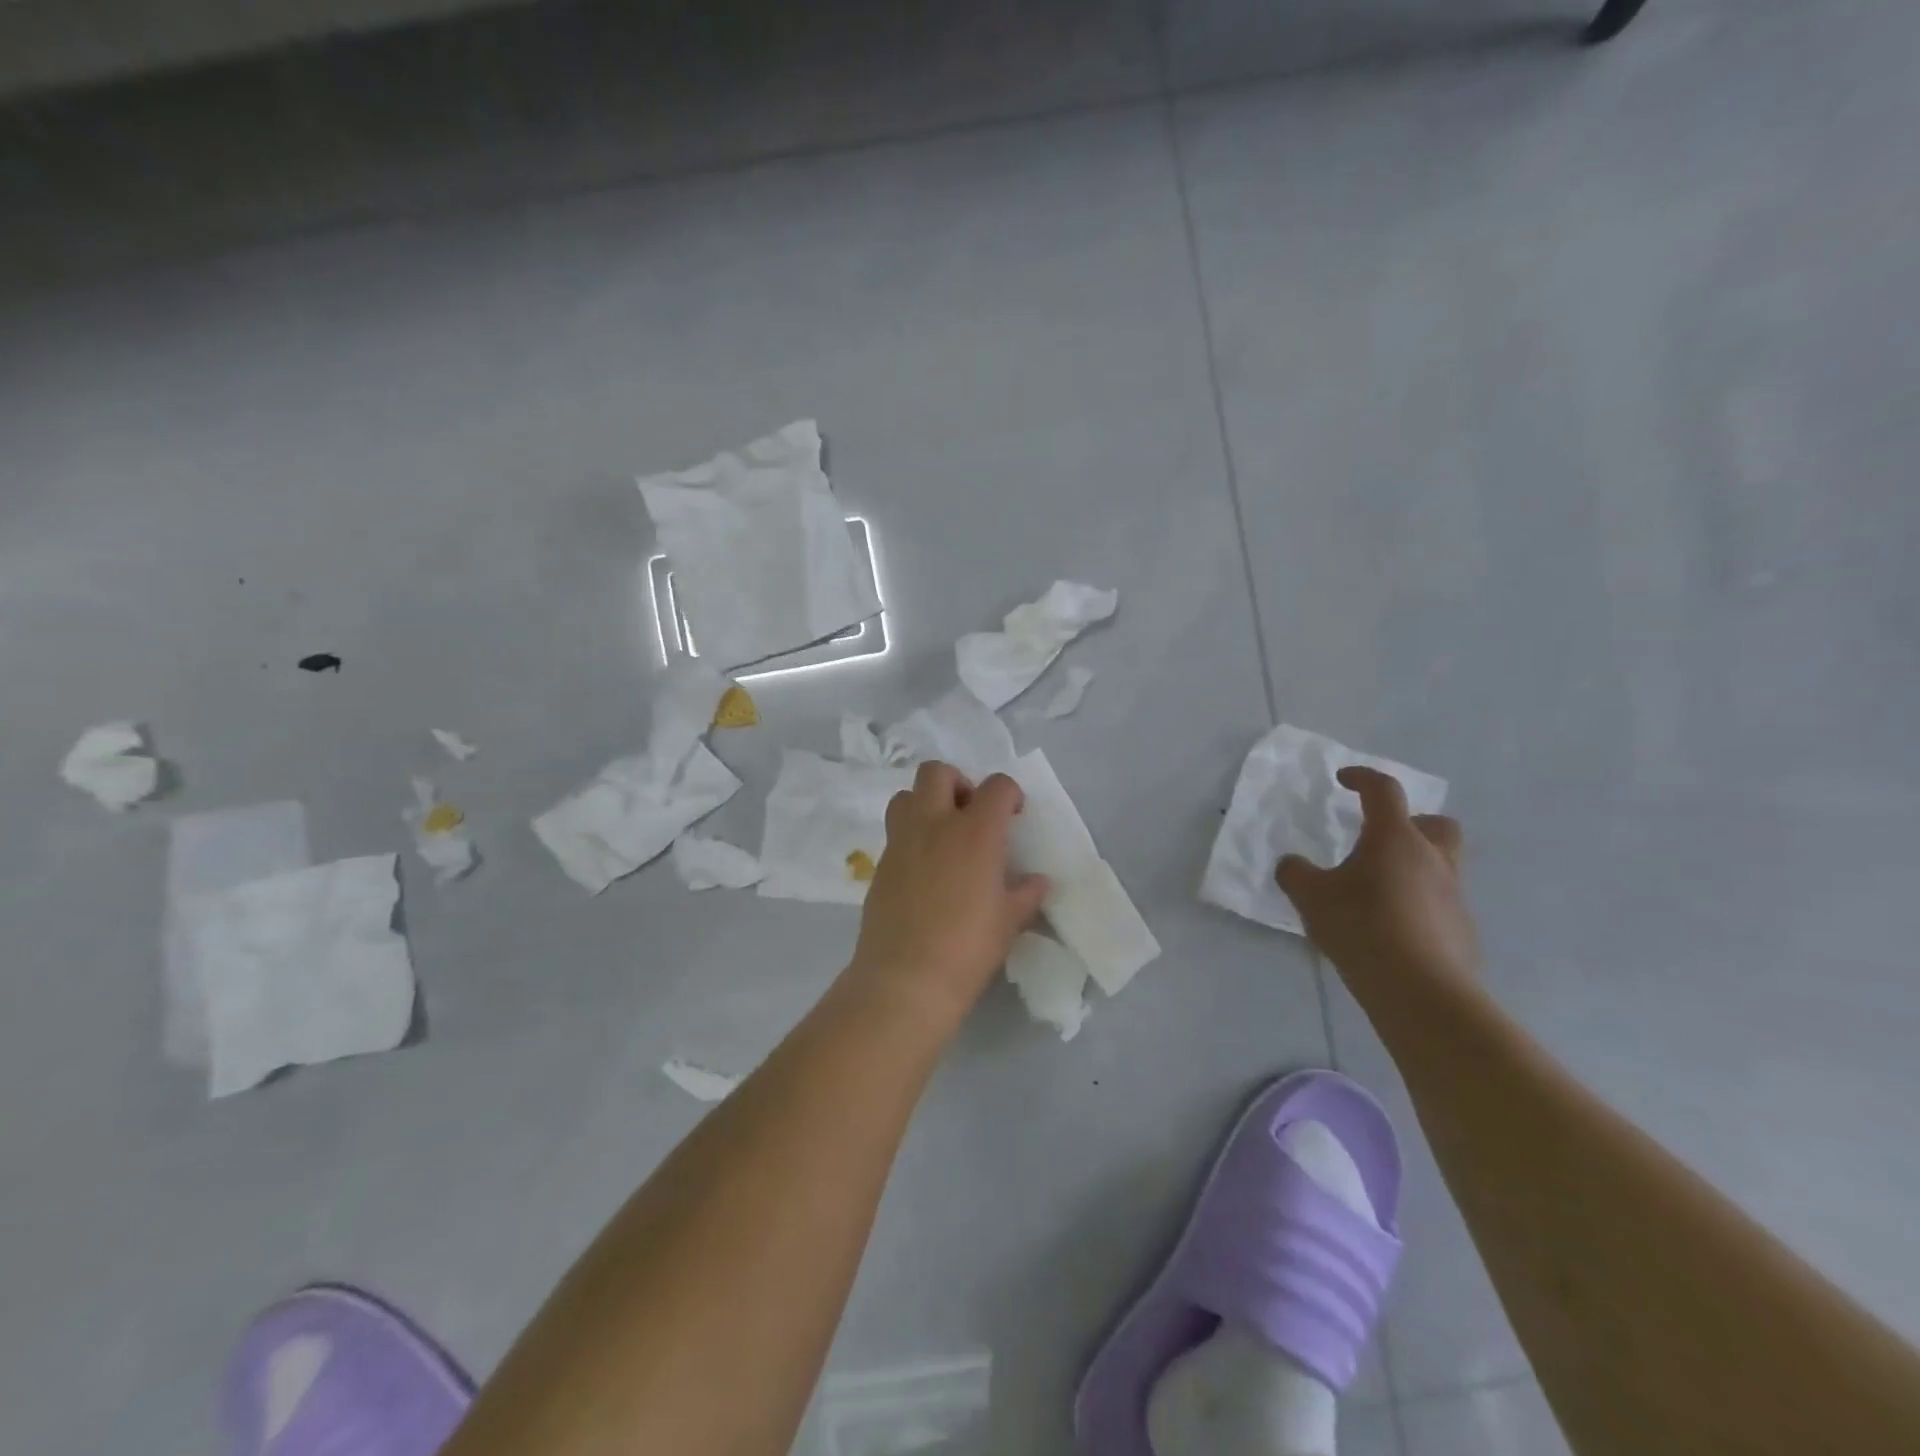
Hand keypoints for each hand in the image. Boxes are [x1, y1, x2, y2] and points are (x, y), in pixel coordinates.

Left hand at [846, 761, 1049, 1029]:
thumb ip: (1026, 894)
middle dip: (958, 783)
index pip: (997, 786)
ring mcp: (901, 842)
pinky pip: (895, 833)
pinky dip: (911, 838)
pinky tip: (924, 871)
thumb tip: (1037, 881)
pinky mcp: (879, 864)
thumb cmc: (968, 948)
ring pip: (905, 795)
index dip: (1009, 794)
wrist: (906, 979)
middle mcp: (934, 824)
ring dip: (926, 804)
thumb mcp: (1009, 922)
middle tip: (971, 815)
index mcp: (975, 832)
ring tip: (942, 836)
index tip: (1014, 815)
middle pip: (937, 772)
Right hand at [1275, 766, 1477, 991]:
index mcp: (1394, 838)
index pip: (1383, 791)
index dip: (1363, 778)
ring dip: (1413, 867)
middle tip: (1379, 840)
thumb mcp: (1310, 897)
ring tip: (1377, 892)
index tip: (1343, 780)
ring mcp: (1454, 895)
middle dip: (1411, 824)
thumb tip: (1292, 865)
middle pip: (1436, 824)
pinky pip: (1439, 903)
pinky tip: (1391, 929)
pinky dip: (1418, 904)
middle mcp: (1431, 858)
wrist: (1421, 990)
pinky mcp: (1462, 930)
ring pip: (1440, 865)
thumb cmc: (1362, 927)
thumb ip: (1295, 873)